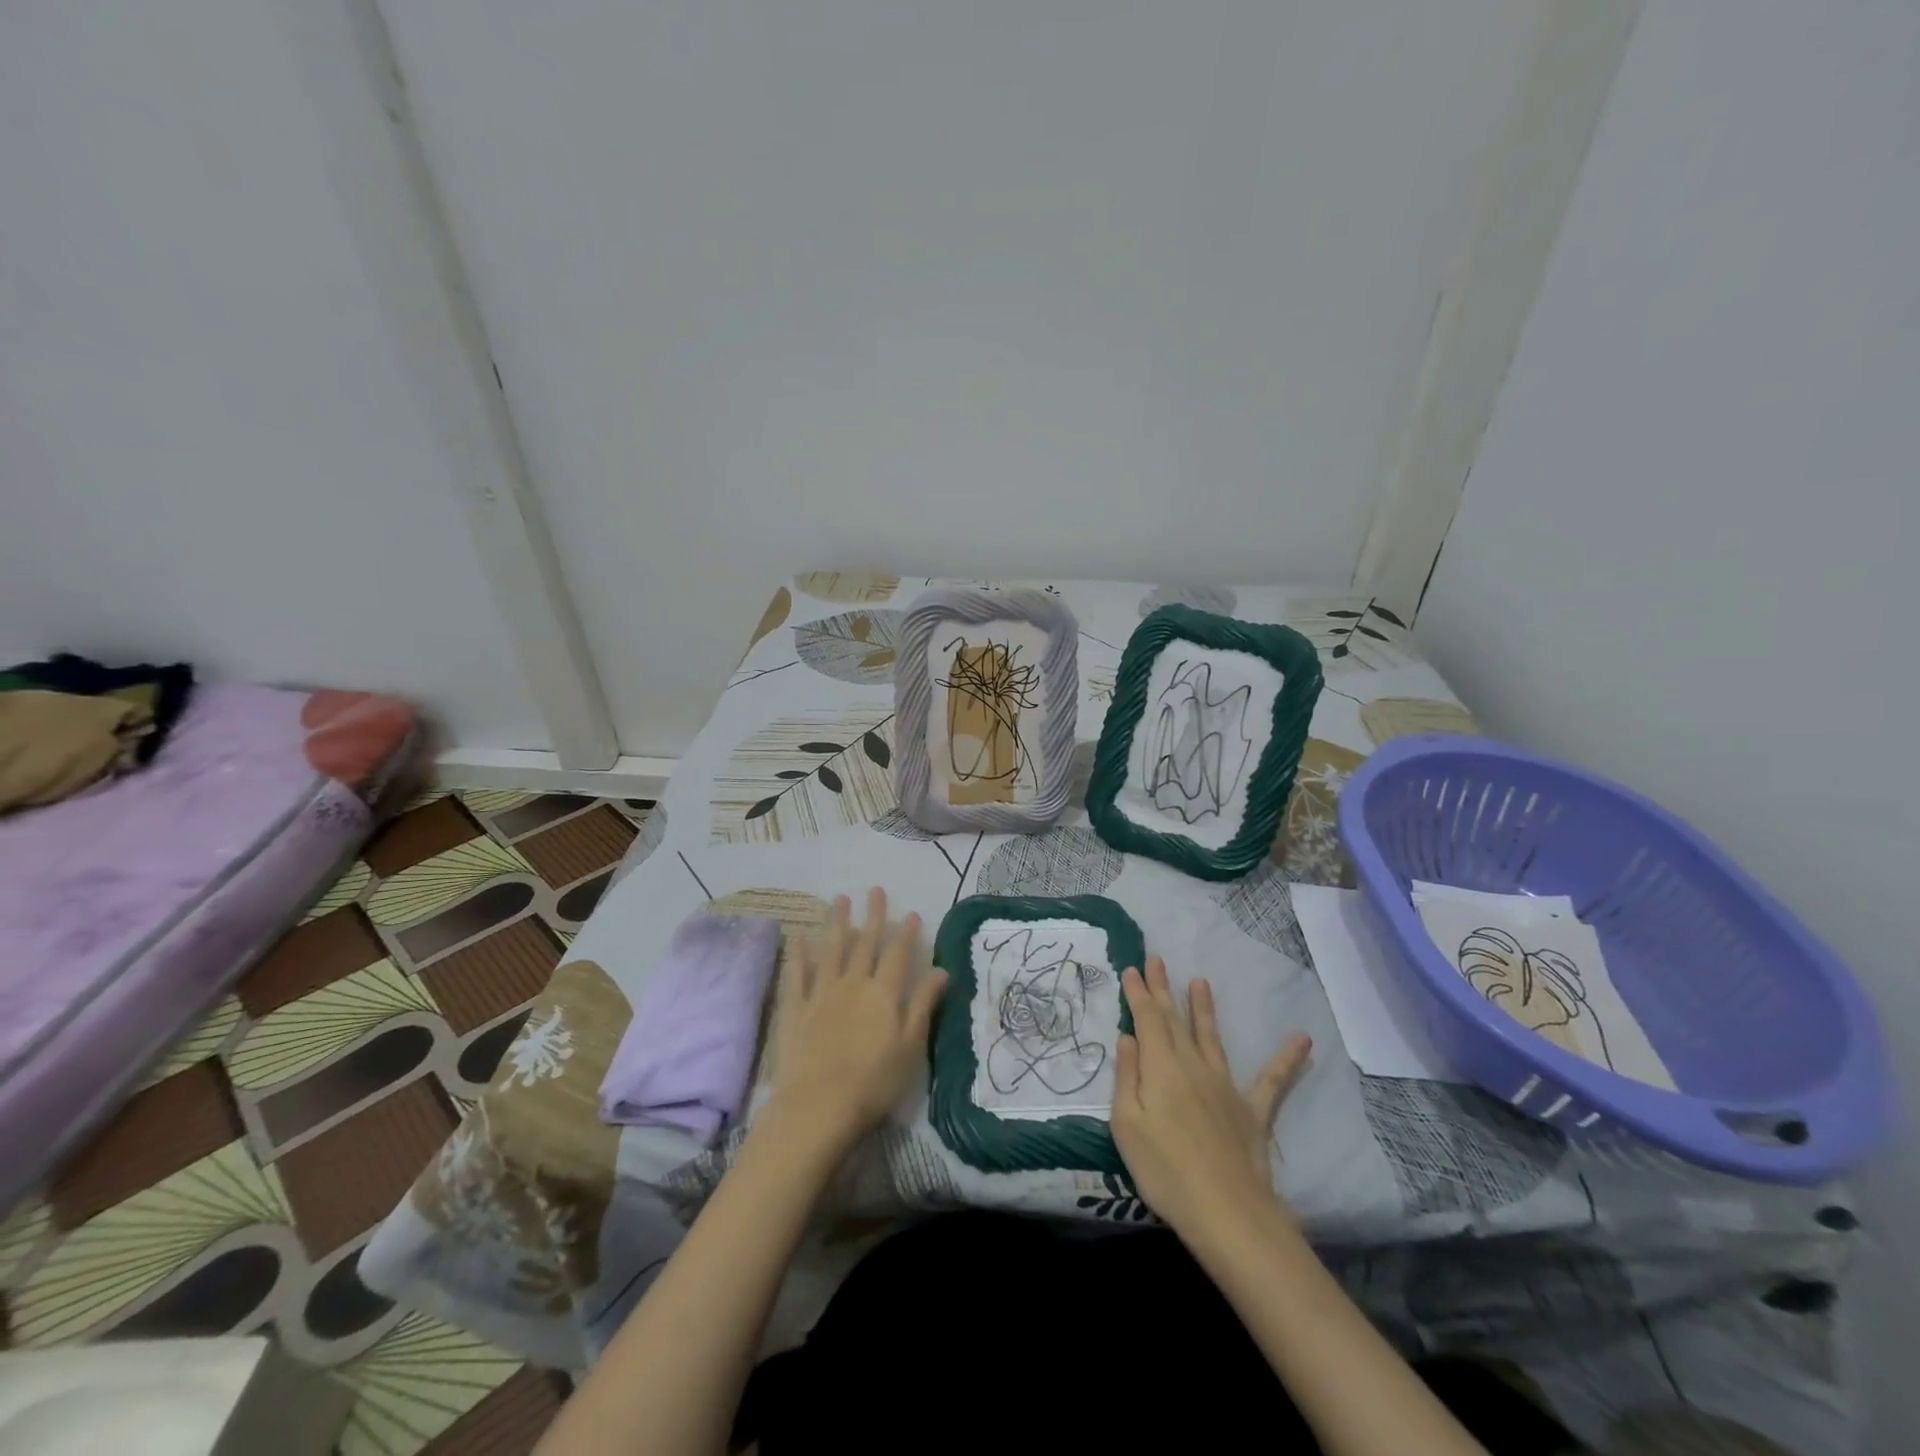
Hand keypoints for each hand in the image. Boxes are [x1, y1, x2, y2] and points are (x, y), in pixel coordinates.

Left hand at [758, 888, 946, 1158]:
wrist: (817, 1106)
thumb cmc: (873, 1082)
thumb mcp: (910, 1046)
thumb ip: (923, 1004)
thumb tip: (941, 970)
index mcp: (884, 994)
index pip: (898, 955)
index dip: (905, 933)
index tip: (911, 912)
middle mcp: (853, 984)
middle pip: (865, 944)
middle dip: (872, 916)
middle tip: (874, 890)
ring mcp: (821, 993)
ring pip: (831, 950)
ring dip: (837, 923)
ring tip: (840, 899)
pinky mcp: (796, 1009)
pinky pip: (798, 974)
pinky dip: (800, 953)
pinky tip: (800, 936)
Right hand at [1112, 957, 1311, 1242]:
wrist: (1226, 1212)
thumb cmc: (1165, 1171)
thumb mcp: (1127, 1125)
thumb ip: (1127, 1077)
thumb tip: (1129, 1037)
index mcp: (1161, 1068)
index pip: (1147, 1020)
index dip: (1139, 993)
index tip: (1133, 968)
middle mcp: (1193, 1066)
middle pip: (1175, 1020)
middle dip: (1164, 989)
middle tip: (1157, 959)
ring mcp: (1226, 1086)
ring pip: (1211, 1037)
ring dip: (1204, 1008)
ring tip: (1200, 982)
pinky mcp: (1253, 1111)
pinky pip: (1272, 1080)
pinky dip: (1286, 1059)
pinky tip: (1302, 1038)